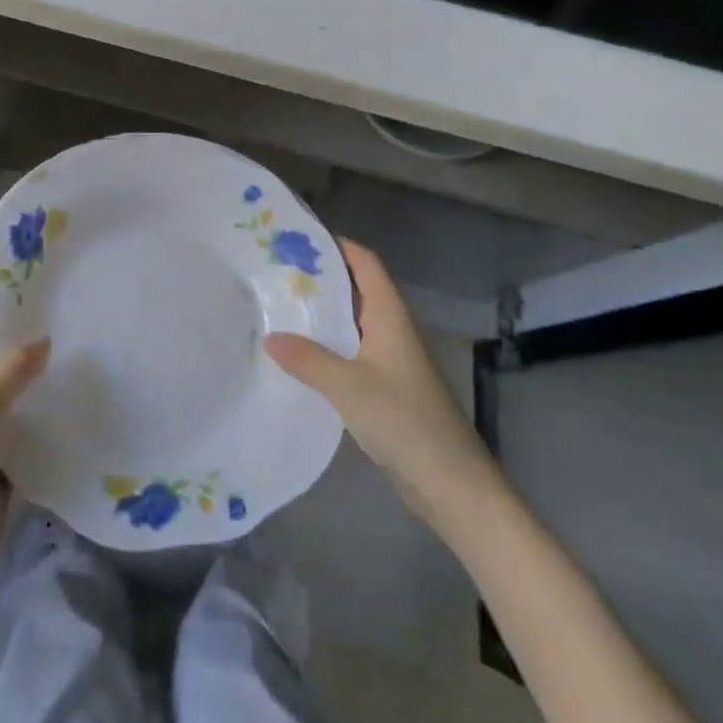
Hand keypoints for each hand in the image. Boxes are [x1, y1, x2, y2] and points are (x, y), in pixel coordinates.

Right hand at [265, 238, 495, 529]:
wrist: (452, 483)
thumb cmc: (405, 421)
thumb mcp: (348, 386)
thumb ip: (307, 359)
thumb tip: (270, 336)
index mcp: (390, 317)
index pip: (366, 263)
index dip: (338, 245)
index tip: (298, 238)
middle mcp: (392, 330)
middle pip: (357, 290)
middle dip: (321, 278)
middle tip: (276, 272)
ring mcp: (391, 361)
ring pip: (352, 323)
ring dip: (321, 314)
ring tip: (279, 307)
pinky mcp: (386, 388)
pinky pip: (351, 353)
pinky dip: (326, 347)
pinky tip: (299, 357)